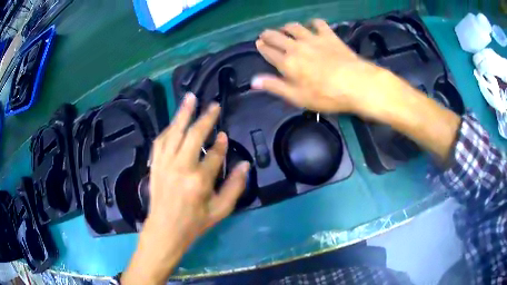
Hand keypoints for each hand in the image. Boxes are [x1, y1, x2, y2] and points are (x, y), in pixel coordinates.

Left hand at [122, 93, 249, 283]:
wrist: (165, 230)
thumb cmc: (194, 223)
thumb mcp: (220, 211)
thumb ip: (235, 187)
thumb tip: (245, 164)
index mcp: (199, 181)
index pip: (214, 155)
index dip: (221, 144)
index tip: (224, 135)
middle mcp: (180, 168)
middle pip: (193, 136)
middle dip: (205, 118)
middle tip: (213, 105)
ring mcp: (164, 164)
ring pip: (174, 133)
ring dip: (182, 114)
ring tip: (190, 98)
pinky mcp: (155, 165)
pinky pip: (160, 141)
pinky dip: (168, 129)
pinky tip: (174, 121)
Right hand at [252, 19, 392, 116]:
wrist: (355, 83)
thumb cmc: (325, 95)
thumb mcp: (297, 97)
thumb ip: (275, 86)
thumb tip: (253, 81)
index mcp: (287, 63)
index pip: (269, 51)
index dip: (262, 47)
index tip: (258, 43)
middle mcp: (296, 46)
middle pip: (277, 36)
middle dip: (268, 34)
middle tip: (265, 34)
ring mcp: (313, 39)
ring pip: (294, 27)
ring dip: (287, 27)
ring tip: (285, 29)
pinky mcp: (329, 36)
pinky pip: (318, 24)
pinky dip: (313, 23)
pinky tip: (313, 25)